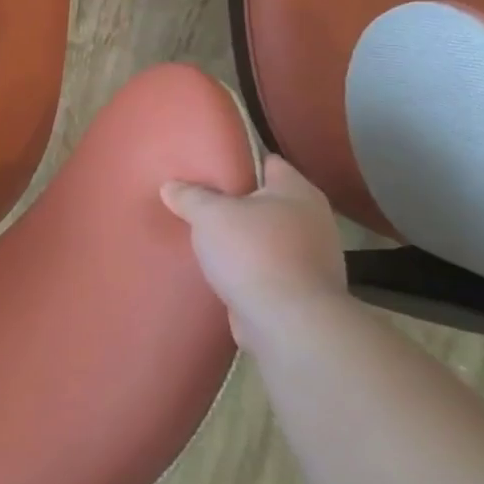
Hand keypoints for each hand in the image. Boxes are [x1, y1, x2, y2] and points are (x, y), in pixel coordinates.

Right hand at [161, 155, 349, 348]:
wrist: (288, 323)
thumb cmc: (253, 253)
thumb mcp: (209, 214)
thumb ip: (189, 196)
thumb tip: (171, 186)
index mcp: (297, 192)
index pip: (266, 162)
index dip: (235, 160)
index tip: (205, 164)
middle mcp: (312, 219)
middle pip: (264, 199)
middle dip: (233, 201)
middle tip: (196, 199)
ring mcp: (312, 257)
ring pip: (266, 235)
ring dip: (240, 236)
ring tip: (203, 234)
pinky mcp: (302, 288)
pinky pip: (267, 265)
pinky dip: (247, 265)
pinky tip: (219, 267)